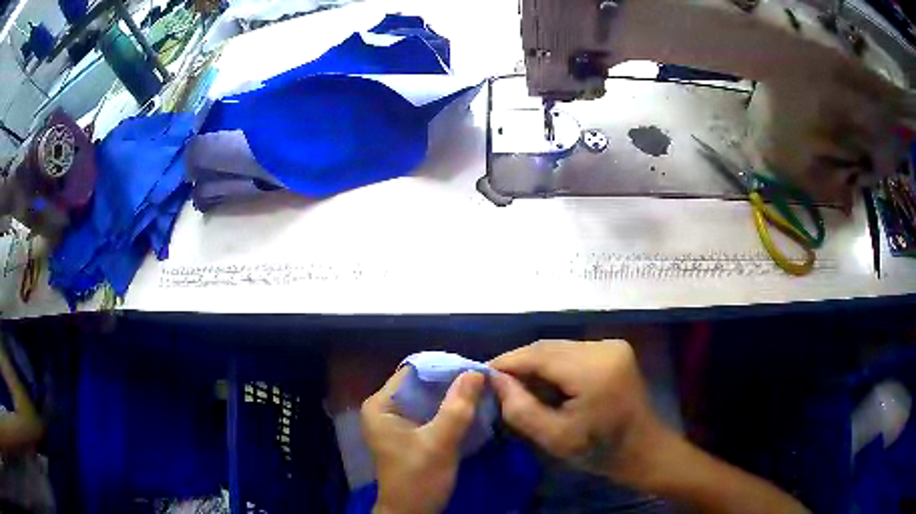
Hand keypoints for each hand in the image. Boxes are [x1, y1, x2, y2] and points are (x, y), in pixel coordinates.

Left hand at [362, 368, 484, 513]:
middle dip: (451, 382)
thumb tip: (476, 371)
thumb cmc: (418, 479)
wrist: (412, 513)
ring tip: (483, 391)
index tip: (475, 368)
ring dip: (454, 396)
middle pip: (422, 384)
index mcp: (381, 405)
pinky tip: (472, 409)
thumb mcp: (439, 443)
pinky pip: (431, 412)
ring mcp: (397, 421)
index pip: (413, 372)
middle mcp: (385, 407)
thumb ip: (457, 408)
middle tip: (484, 380)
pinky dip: (450, 410)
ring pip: (429, 398)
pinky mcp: (410, 433)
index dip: (444, 367)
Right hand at [490, 339, 663, 484]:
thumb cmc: (599, 451)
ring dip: (536, 365)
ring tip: (519, 387)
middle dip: (520, 364)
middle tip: (497, 385)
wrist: (643, 449)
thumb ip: (519, 408)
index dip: (506, 362)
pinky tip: (546, 385)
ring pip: (558, 348)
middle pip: (548, 347)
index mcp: (593, 370)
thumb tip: (493, 379)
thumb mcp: (553, 437)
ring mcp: (612, 345)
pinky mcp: (614, 350)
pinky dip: (554, 366)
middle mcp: (604, 347)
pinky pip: (572, 352)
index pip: (538, 354)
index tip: (481, 377)